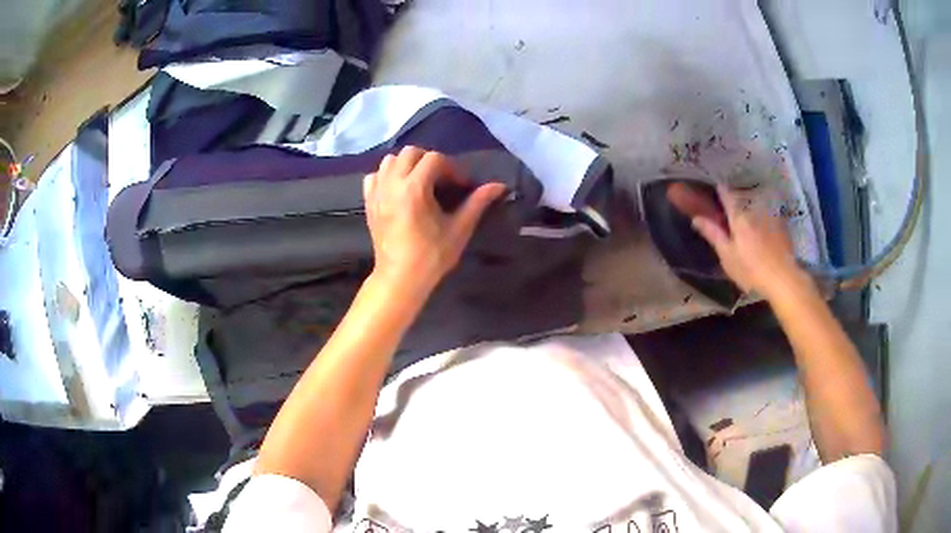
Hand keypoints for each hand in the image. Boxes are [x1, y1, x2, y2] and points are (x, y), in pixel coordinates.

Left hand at [364, 147, 506, 296]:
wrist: (400, 278)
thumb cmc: (431, 256)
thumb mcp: (459, 229)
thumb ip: (477, 203)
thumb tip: (499, 186)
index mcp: (414, 189)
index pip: (434, 159)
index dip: (452, 168)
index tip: (461, 186)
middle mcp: (392, 184)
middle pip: (411, 153)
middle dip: (430, 160)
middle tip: (443, 180)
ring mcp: (377, 192)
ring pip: (390, 160)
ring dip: (408, 164)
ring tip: (421, 182)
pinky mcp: (368, 202)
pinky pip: (374, 176)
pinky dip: (387, 175)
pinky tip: (398, 189)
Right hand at [672, 183, 807, 299]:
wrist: (783, 279)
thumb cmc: (751, 270)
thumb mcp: (727, 256)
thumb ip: (713, 234)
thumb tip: (696, 217)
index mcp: (739, 217)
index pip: (727, 195)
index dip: (720, 190)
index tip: (716, 188)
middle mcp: (755, 211)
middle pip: (743, 202)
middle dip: (737, 204)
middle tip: (733, 214)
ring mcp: (770, 217)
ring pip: (757, 209)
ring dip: (752, 213)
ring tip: (750, 227)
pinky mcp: (783, 227)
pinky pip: (769, 218)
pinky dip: (764, 222)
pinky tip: (765, 236)